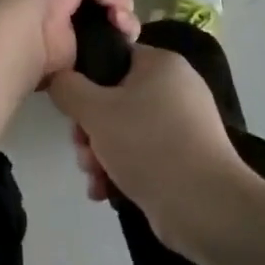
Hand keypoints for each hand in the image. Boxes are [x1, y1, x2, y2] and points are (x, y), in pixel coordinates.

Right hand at [48, 45, 249, 243]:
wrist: (204, 206)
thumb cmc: (147, 144)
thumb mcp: (94, 110)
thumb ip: (67, 87)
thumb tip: (59, 78)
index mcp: (161, 64)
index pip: (113, 57)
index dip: (85, 80)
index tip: (72, 108)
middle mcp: (176, 89)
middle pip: (114, 99)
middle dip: (90, 129)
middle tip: (83, 149)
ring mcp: (183, 126)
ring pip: (124, 131)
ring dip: (99, 154)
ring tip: (95, 176)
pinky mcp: (184, 159)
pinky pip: (142, 155)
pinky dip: (121, 170)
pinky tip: (105, 191)